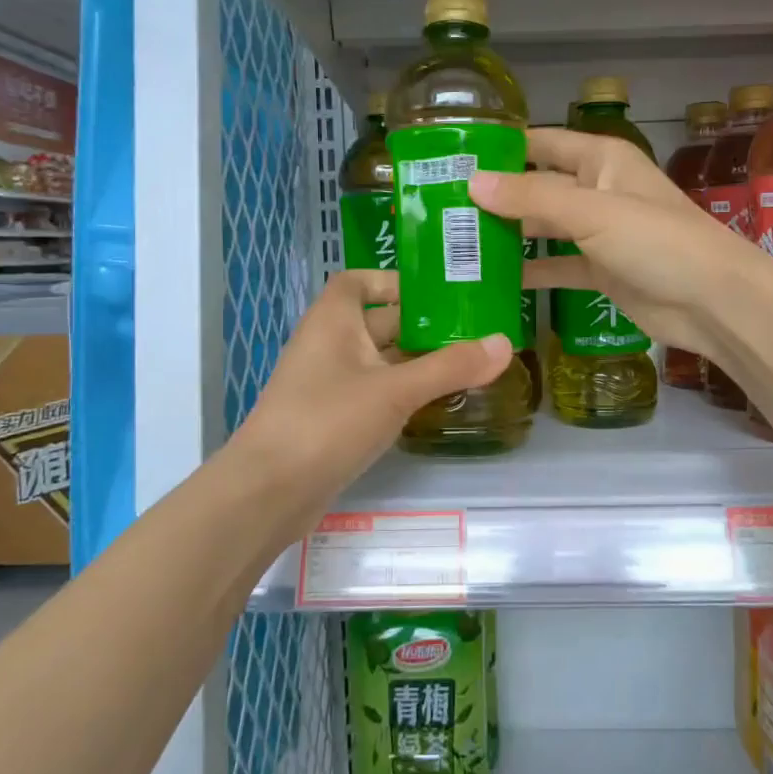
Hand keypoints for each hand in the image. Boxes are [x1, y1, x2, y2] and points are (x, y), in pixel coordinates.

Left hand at [234, 268, 512, 491]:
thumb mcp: (395, 390)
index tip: (437, 294)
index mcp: (333, 320)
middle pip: (378, 322)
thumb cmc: (328, 421)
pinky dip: (402, 392)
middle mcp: (328, 345)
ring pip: (380, 361)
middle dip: (422, 325)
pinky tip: (434, 403)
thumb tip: (504, 342)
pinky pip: (373, 393)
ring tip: (467, 364)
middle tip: (473, 330)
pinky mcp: (332, 420)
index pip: (359, 282)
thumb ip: (450, 366)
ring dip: (416, 361)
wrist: (268, 491)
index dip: (394, 282)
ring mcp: (328, 384)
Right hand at [469, 127, 772, 359]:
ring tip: (455, 242)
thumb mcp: (591, 211)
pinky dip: (531, 271)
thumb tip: (472, 182)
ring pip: (544, 228)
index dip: (502, 148)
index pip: (542, 143)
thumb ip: (532, 197)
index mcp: (601, 160)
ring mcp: (599, 233)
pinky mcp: (600, 271)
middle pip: (538, 187)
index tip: (453, 158)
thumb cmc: (656, 241)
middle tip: (441, 208)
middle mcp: (597, 190)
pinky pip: (557, 266)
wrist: (711, 301)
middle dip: (496, 196)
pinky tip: (492, 279)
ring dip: (509, 235)